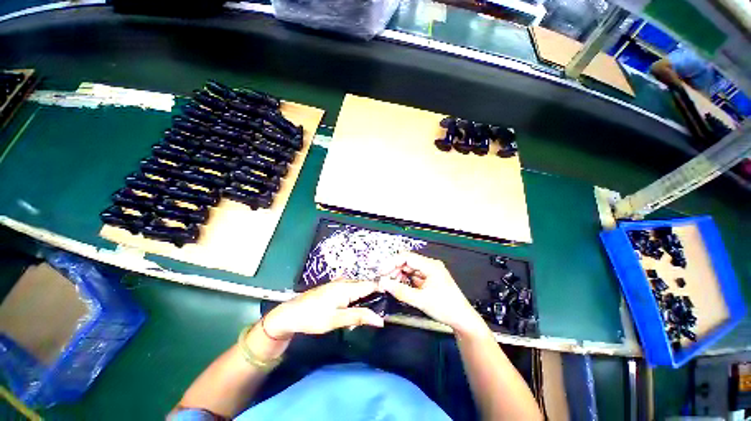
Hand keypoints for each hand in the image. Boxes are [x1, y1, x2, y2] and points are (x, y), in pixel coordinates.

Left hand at [263, 280, 384, 338]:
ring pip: (358, 288)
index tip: (392, 299)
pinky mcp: (333, 288)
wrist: (289, 314)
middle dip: (374, 296)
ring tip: (368, 313)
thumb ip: (359, 317)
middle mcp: (344, 282)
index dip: (382, 290)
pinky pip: (351, 290)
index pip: (371, 285)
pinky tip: (354, 309)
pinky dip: (356, 298)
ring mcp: (338, 283)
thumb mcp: (336, 320)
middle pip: (365, 286)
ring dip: (364, 298)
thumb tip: (380, 320)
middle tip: (380, 311)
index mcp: (347, 287)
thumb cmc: (313, 317)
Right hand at [380, 253, 483, 333]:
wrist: (462, 319)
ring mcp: (430, 271)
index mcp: (430, 265)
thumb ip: (401, 291)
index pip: (407, 257)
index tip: (381, 272)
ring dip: (399, 274)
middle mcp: (430, 265)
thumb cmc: (445, 308)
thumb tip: (383, 283)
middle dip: (394, 269)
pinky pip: (414, 275)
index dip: (392, 263)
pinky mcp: (429, 278)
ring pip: (410, 268)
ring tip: (391, 284)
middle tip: (384, 280)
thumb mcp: (421, 300)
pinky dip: (405, 279)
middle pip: (407, 261)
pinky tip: (400, 285)